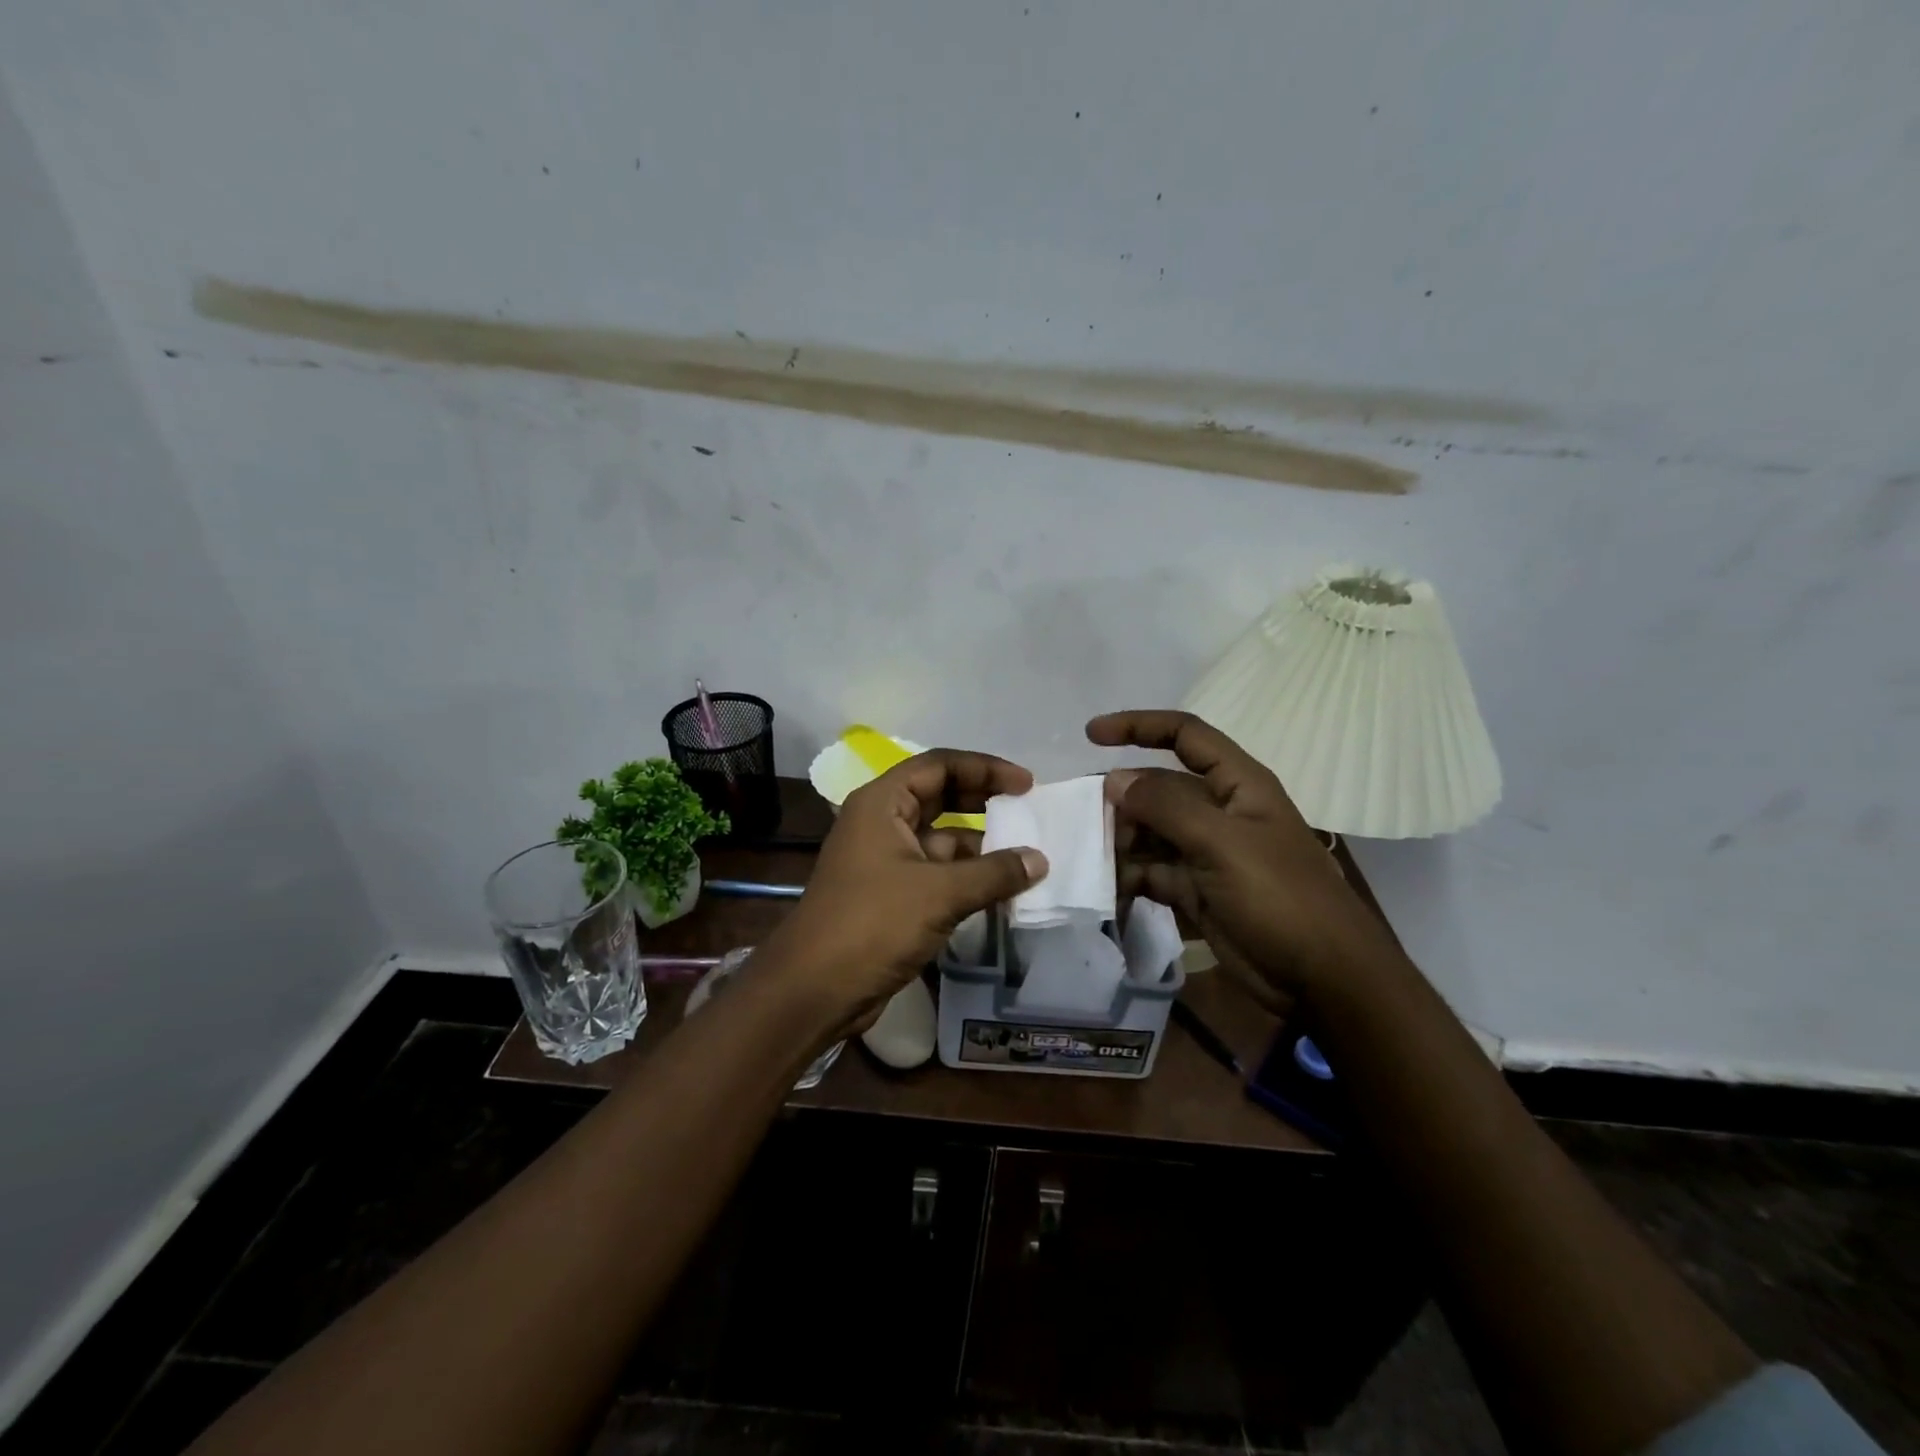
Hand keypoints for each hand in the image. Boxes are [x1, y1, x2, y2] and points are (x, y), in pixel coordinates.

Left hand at [766, 749, 1047, 1030]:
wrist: (814, 990)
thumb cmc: (872, 924)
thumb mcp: (939, 893)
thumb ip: (993, 873)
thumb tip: (1039, 860)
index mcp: (882, 803)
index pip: (939, 765)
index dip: (984, 768)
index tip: (1025, 784)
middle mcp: (881, 823)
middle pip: (940, 797)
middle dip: (983, 802)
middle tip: (1027, 812)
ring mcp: (885, 860)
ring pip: (941, 839)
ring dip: (980, 847)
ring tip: (1026, 858)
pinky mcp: (891, 895)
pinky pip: (937, 873)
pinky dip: (967, 877)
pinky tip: (1001, 891)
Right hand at [1089, 710, 1395, 999]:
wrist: (1322, 979)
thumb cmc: (1280, 897)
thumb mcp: (1223, 843)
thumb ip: (1166, 806)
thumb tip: (1114, 780)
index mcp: (1237, 784)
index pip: (1185, 735)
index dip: (1139, 726)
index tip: (1091, 734)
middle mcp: (1219, 812)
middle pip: (1158, 789)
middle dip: (1121, 800)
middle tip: (1084, 824)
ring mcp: (1206, 853)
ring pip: (1149, 832)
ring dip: (1120, 842)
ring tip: (1092, 861)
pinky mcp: (1195, 890)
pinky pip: (1151, 872)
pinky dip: (1127, 878)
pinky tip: (1106, 891)